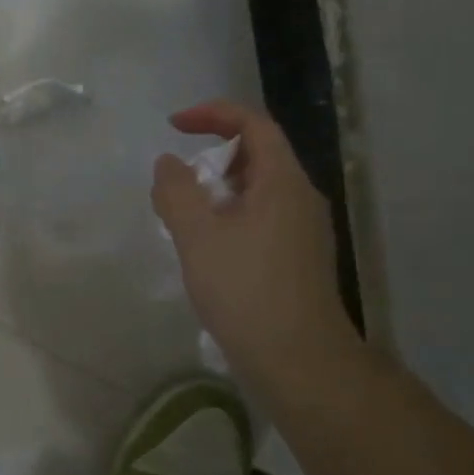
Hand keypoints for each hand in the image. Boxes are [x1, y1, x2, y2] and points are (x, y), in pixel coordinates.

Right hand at [152, 100, 358, 382]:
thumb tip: (169, 164)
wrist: (297, 359)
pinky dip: (231, 218)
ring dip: (219, 192)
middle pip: (258, 156)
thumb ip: (177, 192)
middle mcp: (301, 198)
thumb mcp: (197, 236)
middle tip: (177, 184)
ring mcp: (304, 231)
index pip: (254, 124)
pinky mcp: (299, 260)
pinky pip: (262, 219)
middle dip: (212, 158)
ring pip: (258, 192)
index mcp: (283, 182)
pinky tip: (209, 251)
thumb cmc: (245, 290)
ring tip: (185, 220)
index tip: (174, 125)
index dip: (213, 114)